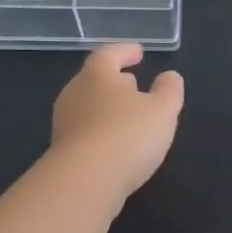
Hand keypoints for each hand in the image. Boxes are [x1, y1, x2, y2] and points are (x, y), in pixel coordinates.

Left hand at [50, 43, 184, 198]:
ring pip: (88, 106)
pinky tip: (116, 143)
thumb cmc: (128, 135)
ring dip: (107, 107)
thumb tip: (169, 76)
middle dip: (114, 80)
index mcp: (97, 75)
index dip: (125, 51)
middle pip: (94, 79)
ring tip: (128, 115)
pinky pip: (85, 131)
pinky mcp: (62, 151)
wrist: (85, 181)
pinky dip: (102, 130)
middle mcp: (75, 94)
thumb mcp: (162, 110)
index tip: (139, 52)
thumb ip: (169, 90)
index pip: (109, 54)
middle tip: (133, 83)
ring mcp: (65, 123)